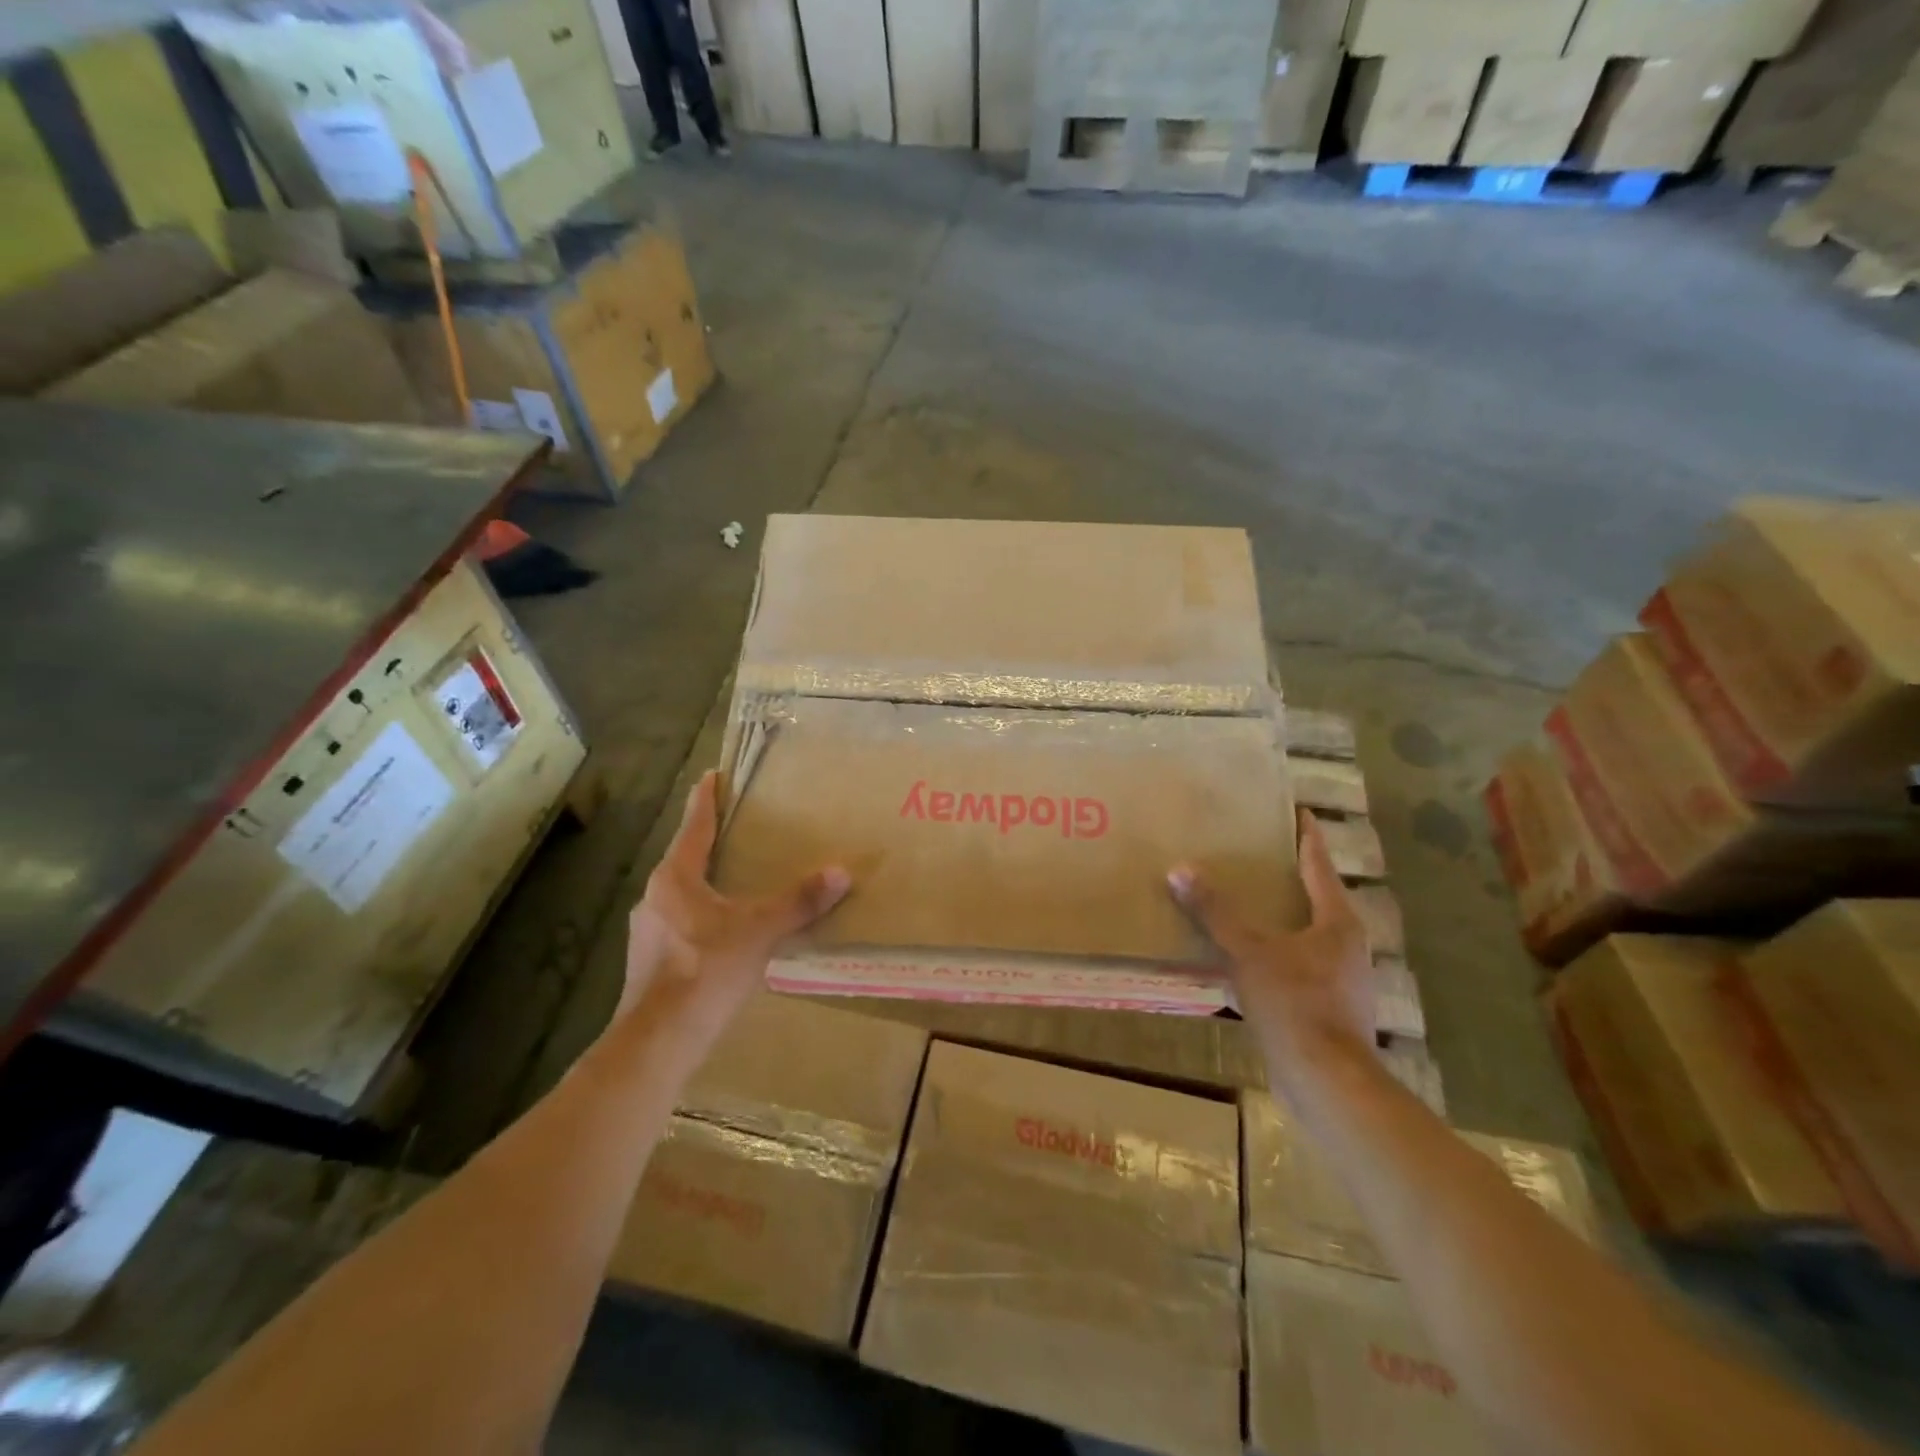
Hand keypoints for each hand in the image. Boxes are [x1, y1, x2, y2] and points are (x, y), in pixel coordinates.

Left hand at [620, 770, 850, 1054]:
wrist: (658, 1040)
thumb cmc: (705, 971)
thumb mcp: (759, 932)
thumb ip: (798, 902)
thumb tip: (840, 873)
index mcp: (676, 878)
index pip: (694, 826)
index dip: (705, 799)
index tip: (711, 776)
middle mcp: (655, 896)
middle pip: (685, 857)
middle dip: (709, 842)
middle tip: (737, 828)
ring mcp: (647, 929)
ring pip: (681, 893)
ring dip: (705, 882)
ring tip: (735, 881)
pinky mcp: (650, 958)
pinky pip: (680, 921)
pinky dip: (702, 914)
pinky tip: (724, 932)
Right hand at [1168, 808, 1373, 1069]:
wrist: (1326, 1081)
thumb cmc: (1296, 1004)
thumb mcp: (1249, 952)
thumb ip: (1216, 912)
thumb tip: (1180, 870)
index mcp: (1337, 922)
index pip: (1319, 864)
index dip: (1306, 836)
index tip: (1295, 810)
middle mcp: (1345, 944)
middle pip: (1315, 897)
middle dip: (1287, 874)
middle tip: (1253, 851)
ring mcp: (1338, 977)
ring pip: (1304, 933)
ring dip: (1278, 915)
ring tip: (1242, 900)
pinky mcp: (1325, 1006)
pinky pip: (1294, 964)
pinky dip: (1271, 950)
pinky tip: (1242, 955)